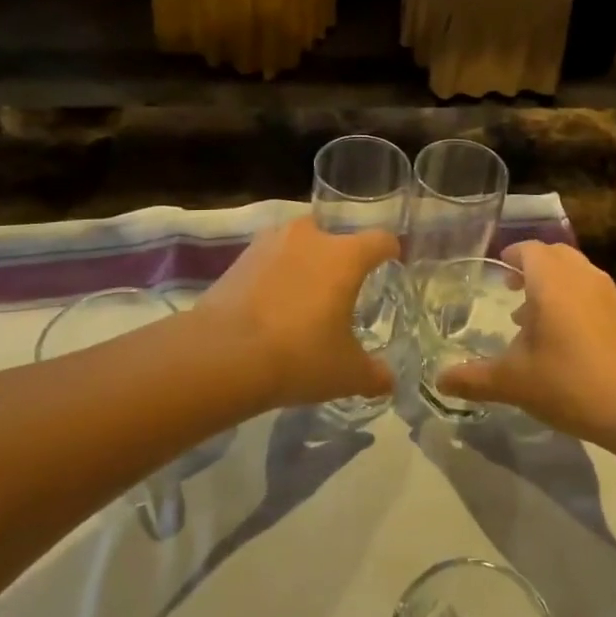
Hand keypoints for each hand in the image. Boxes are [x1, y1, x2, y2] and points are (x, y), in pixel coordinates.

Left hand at [197, 218, 397, 410]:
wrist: (222, 355)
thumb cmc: (299, 356)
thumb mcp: (346, 373)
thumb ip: (374, 374)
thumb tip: (388, 380)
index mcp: (345, 256)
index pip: (380, 240)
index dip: (391, 251)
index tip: (393, 261)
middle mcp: (311, 237)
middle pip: (336, 237)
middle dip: (342, 258)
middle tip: (343, 289)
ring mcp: (270, 243)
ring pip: (299, 245)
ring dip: (305, 263)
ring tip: (304, 297)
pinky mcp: (240, 258)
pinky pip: (270, 260)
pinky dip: (275, 276)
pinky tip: (272, 306)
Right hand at [438, 243, 615, 443]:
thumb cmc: (569, 382)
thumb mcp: (513, 382)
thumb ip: (473, 378)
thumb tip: (438, 381)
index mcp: (550, 279)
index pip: (528, 249)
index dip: (510, 255)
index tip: (496, 267)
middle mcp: (580, 275)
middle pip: (554, 255)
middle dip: (531, 266)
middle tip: (509, 287)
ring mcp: (606, 293)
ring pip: (574, 272)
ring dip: (552, 283)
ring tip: (529, 315)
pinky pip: (589, 290)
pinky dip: (571, 298)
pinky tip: (560, 336)